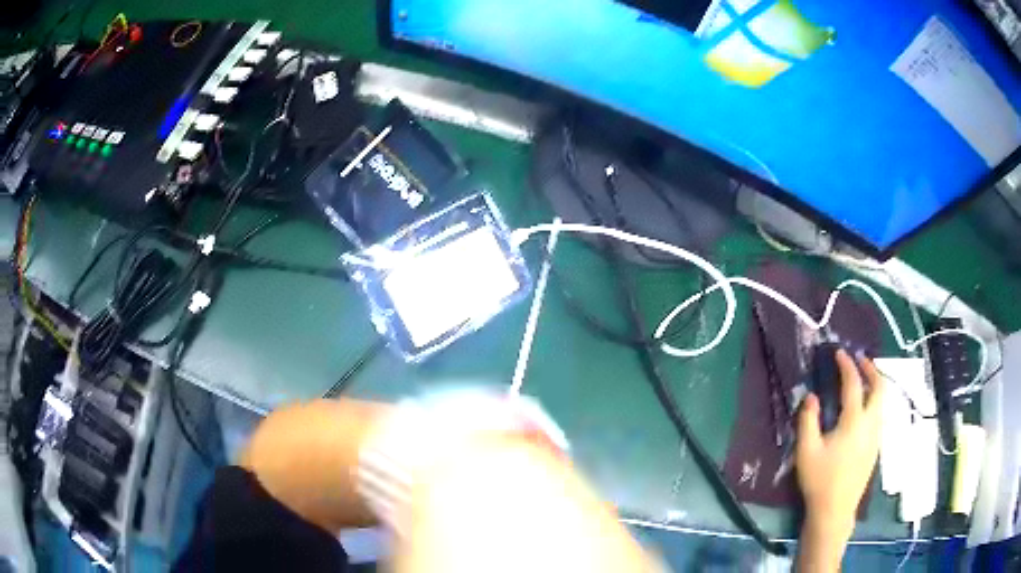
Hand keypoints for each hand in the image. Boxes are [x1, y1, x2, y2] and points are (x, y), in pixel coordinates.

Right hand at [796, 349, 884, 568]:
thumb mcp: (807, 451)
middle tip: (859, 360)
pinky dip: (874, 401)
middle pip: (879, 387)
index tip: (840, 353)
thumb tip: (811, 396)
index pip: (854, 384)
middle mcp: (871, 424)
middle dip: (871, 369)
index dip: (847, 365)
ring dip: (874, 384)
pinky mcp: (876, 447)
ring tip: (862, 380)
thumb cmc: (819, 481)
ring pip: (882, 401)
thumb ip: (808, 420)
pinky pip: (880, 414)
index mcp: (854, 421)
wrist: (835, 511)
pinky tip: (863, 409)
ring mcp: (876, 436)